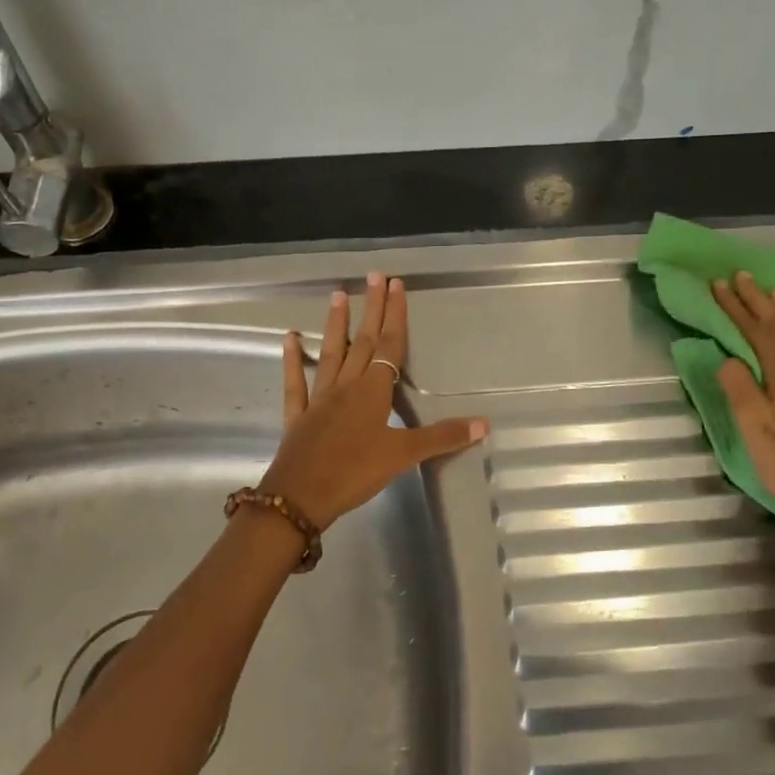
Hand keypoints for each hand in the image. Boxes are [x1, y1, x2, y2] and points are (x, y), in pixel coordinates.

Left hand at [263, 272, 487, 529]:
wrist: (300, 498)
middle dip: (371, 308)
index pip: (389, 346)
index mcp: (373, 391)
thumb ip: (441, 437)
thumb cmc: (354, 473)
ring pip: (331, 353)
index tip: (397, 285)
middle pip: (363, 341)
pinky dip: (293, 361)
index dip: (395, 315)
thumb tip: (484, 424)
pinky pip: (296, 383)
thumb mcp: (402, 456)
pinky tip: (289, 339)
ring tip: (338, 295)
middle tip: (374, 276)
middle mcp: (346, 386)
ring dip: (336, 324)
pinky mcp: (298, 416)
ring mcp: (319, 398)